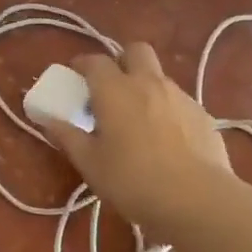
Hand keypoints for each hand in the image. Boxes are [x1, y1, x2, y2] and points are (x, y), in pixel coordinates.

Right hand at [38, 44, 234, 232]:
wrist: (197, 200)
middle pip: (135, 51)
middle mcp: (148, 82)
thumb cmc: (132, 180)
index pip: (94, 61)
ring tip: (138, 120)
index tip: (75, 77)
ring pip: (159, 77)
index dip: (82, 65)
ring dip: (145, 87)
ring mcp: (180, 96)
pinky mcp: (203, 115)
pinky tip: (166, 139)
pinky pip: (178, 101)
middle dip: (122, 61)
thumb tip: (49, 121)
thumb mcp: (90, 163)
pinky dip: (167, 109)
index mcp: (115, 89)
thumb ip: (67, 137)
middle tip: (111, 88)